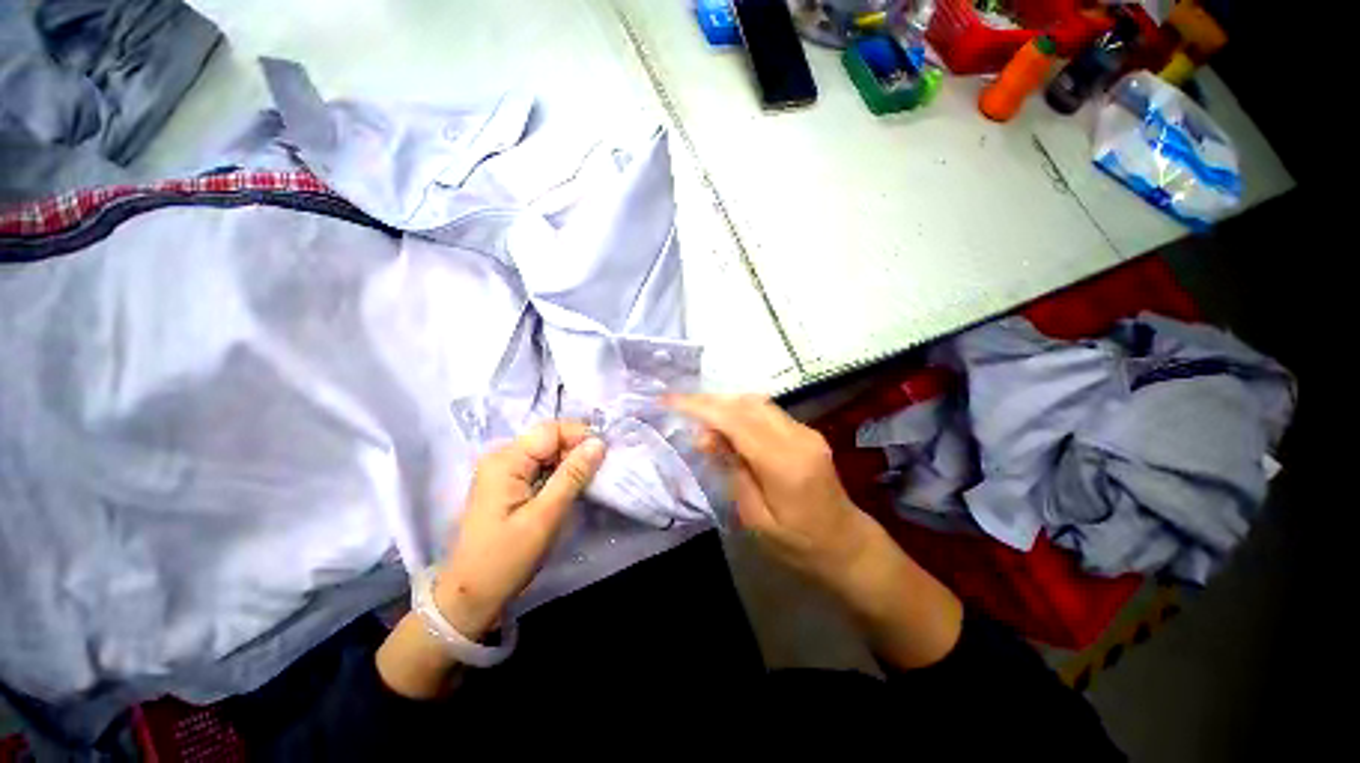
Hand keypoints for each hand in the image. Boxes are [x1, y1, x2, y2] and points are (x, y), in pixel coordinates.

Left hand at [378, 420, 604, 697]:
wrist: (471, 597)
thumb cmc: (506, 558)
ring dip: (570, 463)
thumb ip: (573, 475)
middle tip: (598, 473)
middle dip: (576, 450)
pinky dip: (559, 474)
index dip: (580, 436)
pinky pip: (540, 467)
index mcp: (505, 460)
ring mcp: (503, 471)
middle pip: (548, 439)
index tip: (604, 455)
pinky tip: (570, 489)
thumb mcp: (545, 516)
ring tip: (588, 482)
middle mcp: (502, 458)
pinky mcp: (508, 484)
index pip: (550, 430)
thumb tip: (599, 443)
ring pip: (547, 453)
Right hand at [664, 394, 872, 586]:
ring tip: (701, 420)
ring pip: (757, 403)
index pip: (735, 421)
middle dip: (710, 402)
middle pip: (747, 404)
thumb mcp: (756, 519)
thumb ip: (732, 471)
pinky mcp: (807, 433)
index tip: (670, 400)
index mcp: (784, 463)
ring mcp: (806, 432)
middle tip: (681, 409)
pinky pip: (768, 412)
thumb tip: (706, 436)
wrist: (847, 545)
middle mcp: (798, 437)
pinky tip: (727, 426)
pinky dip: (742, 412)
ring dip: (726, 405)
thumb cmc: (799, 545)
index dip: (701, 407)